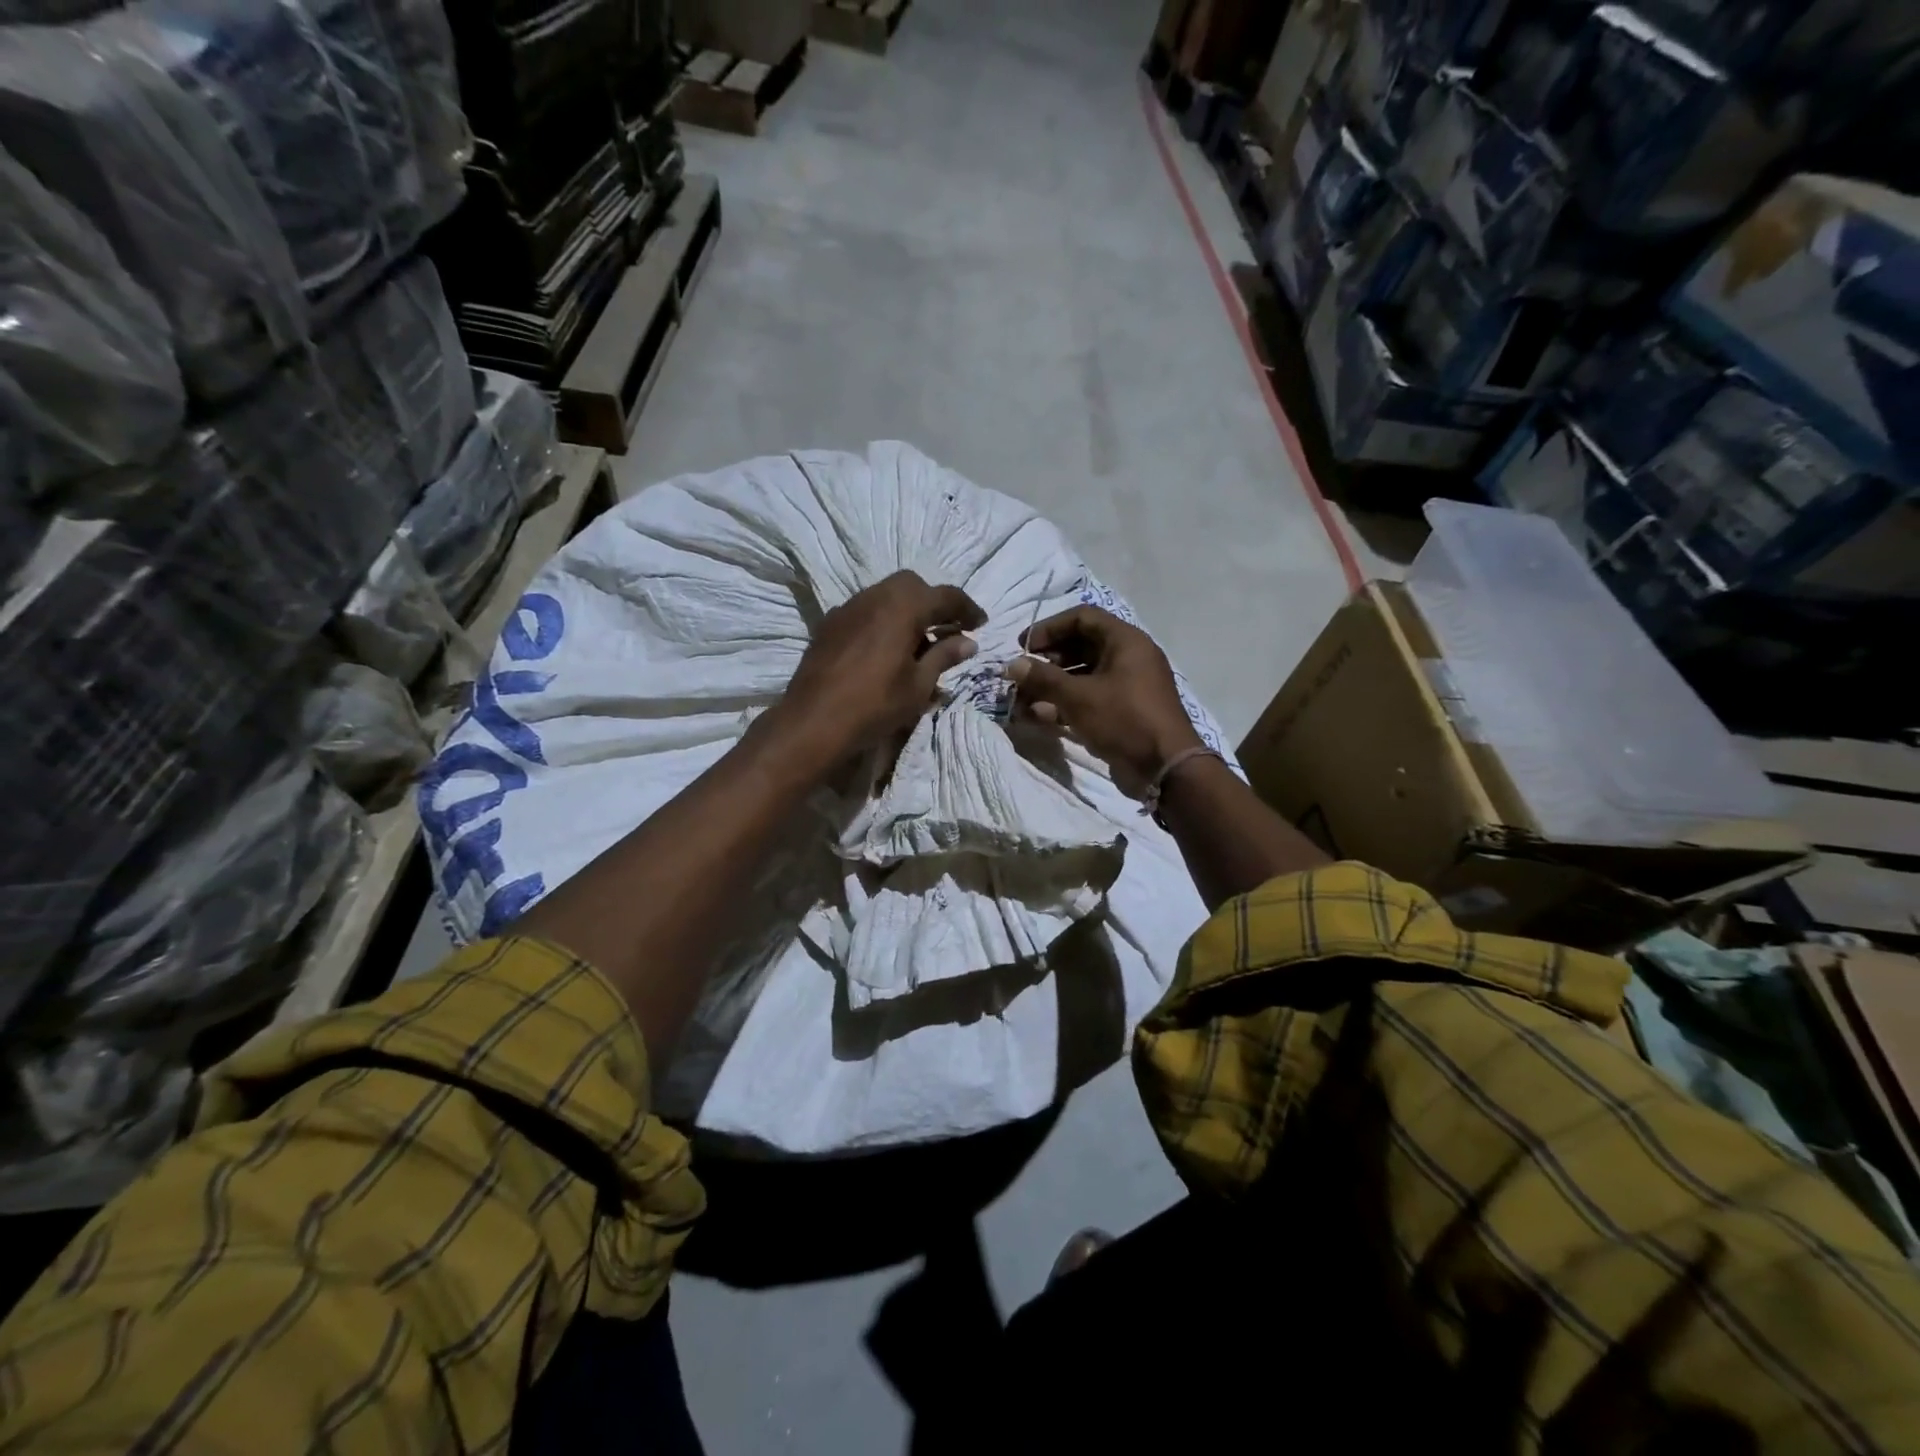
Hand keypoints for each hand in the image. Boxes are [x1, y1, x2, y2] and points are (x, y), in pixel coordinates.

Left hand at [776, 571, 984, 769]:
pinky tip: (885, 648)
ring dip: (907, 610)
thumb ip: (944, 656)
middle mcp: (874, 596)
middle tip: (947, 629)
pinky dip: (883, 619)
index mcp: (903, 606)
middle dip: (934, 602)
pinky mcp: (829, 624)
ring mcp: (848, 608)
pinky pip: (865, 610)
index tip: (980, 625)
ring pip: (885, 594)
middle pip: (912, 585)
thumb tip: (968, 641)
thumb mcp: (919, 685)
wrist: (813, 721)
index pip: (946, 595)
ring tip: (918, 641)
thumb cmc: (875, 705)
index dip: (967, 608)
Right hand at [1003, 606, 1203, 792]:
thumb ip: (1043, 678)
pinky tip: (1039, 716)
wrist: (1164, 768)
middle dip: (1048, 660)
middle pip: (1081, 646)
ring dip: (1052, 685)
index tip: (1024, 646)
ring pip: (1083, 676)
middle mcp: (1129, 658)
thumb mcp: (1078, 697)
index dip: (1050, 628)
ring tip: (1024, 699)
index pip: (1082, 618)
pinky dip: (1065, 704)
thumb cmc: (1123, 720)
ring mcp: (1128, 686)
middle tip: (1024, 674)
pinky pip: (1090, 698)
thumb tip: (1013, 666)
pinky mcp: (1123, 712)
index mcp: (1126, 641)